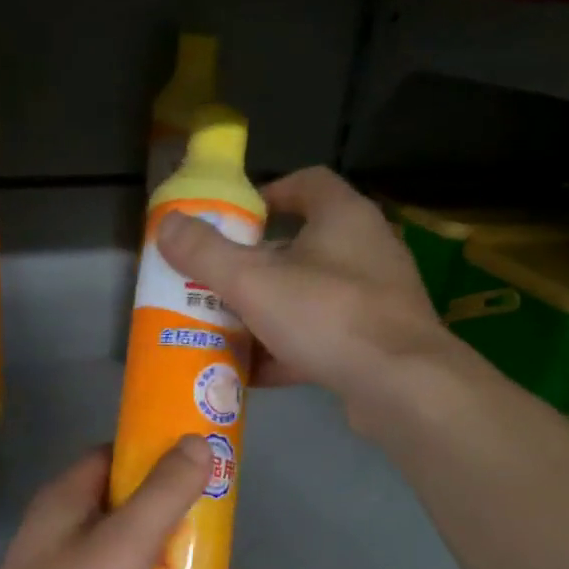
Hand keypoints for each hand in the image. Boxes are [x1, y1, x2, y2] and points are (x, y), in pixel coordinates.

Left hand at [0, 438, 211, 568]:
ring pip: (128, 543)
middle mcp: (65, 526)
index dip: (155, 451)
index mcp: (67, 497)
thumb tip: (197, 441)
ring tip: (214, 549)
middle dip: (170, 501)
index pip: (114, 455)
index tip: (200, 457)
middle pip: (125, 499)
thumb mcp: (126, 540)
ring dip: (166, 543)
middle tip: (218, 506)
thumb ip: (164, 491)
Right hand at [155, 166, 449, 423]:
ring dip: (269, 311)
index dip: (268, 193)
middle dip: (257, 264)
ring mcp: (375, 299)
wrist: (401, 386)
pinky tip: (254, 373)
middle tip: (218, 281)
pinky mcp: (376, 342)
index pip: (307, 183)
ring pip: (310, 296)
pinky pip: (322, 337)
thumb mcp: (253, 282)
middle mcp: (366, 250)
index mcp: (344, 217)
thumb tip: (166, 225)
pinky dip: (288, 350)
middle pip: (303, 245)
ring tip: (227, 328)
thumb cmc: (328, 316)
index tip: (234, 219)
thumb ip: (206, 254)